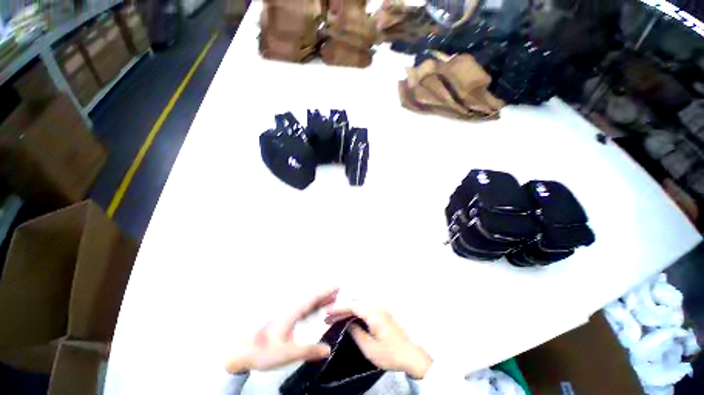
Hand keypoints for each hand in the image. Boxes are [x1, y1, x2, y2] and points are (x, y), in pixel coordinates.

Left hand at [225, 288, 338, 373]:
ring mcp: (287, 313)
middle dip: (324, 294)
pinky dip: (311, 307)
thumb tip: (328, 350)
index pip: (313, 298)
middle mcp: (291, 309)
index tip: (336, 286)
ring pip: (307, 303)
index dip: (325, 292)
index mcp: (292, 312)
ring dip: (319, 300)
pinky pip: (302, 309)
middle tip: (337, 291)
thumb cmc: (263, 350)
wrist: (241, 351)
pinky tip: (315, 311)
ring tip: (330, 299)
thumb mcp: (288, 353)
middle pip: (311, 298)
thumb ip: (309, 350)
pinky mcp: (284, 318)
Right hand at [325, 302, 431, 378]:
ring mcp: (380, 308)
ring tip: (335, 317)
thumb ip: (356, 333)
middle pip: (355, 302)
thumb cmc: (390, 353)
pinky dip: (355, 311)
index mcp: (374, 313)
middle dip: (341, 308)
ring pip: (359, 303)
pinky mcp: (382, 313)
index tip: (327, 312)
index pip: (352, 305)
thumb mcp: (370, 348)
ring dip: (347, 309)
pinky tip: (349, 317)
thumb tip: (347, 323)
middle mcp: (377, 306)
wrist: (411, 355)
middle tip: (328, 316)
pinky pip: (365, 307)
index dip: (338, 308)